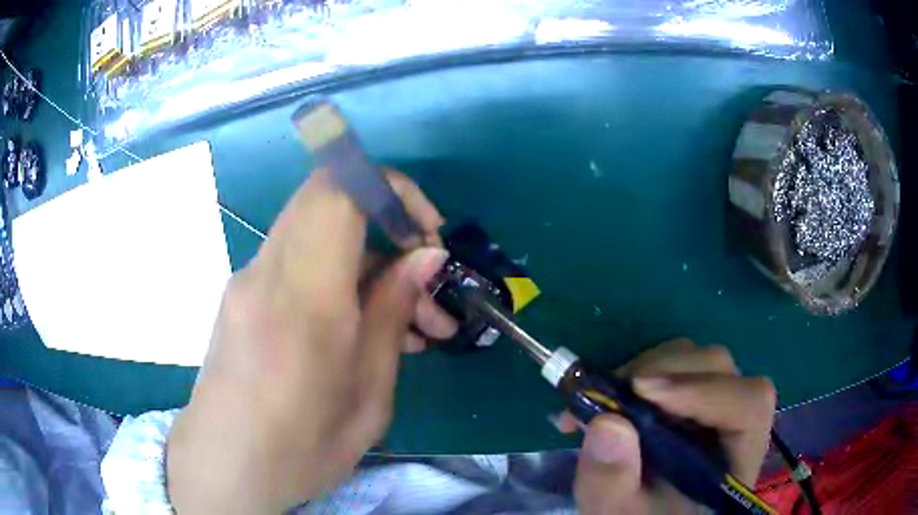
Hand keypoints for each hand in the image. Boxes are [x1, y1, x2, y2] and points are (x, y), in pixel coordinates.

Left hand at [166, 169, 456, 512]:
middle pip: (329, 199)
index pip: (338, 190)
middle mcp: (267, 271)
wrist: (224, 465)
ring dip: (370, 258)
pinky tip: (367, 328)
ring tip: (412, 322)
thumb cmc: (301, 449)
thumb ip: (392, 314)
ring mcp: (249, 278)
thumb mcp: (367, 395)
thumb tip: (427, 256)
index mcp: (302, 299)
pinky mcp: (243, 292)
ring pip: (318, 230)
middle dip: (389, 224)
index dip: (390, 189)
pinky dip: (342, 276)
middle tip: (427, 282)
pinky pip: (300, 260)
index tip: (426, 234)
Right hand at [565, 339, 775, 513]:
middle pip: (719, 370)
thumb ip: (613, 481)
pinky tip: (608, 400)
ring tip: (603, 401)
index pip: (748, 404)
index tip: (641, 392)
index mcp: (736, 457)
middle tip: (610, 396)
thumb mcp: (618, 513)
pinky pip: (672, 366)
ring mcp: (713, 404)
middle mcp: (733, 420)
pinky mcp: (689, 398)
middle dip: (663, 374)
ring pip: (694, 360)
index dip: (701, 389)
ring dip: (646, 370)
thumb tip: (606, 421)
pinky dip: (637, 375)